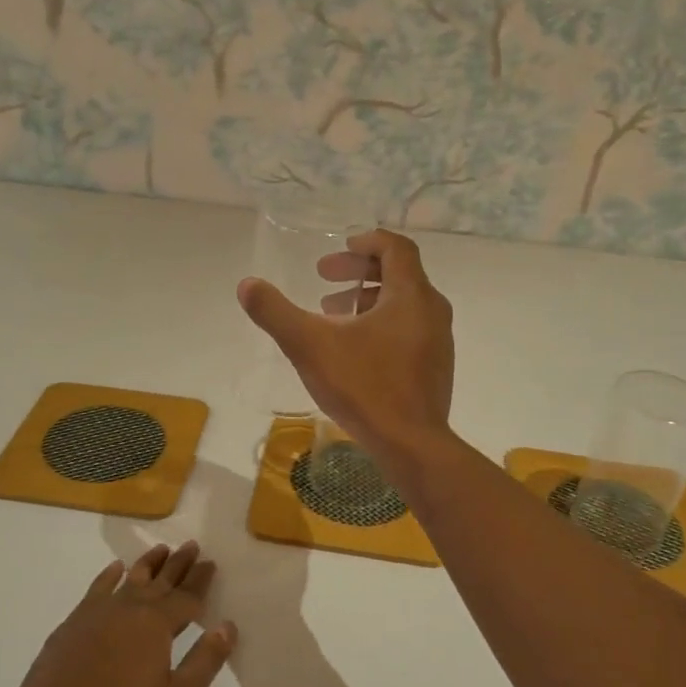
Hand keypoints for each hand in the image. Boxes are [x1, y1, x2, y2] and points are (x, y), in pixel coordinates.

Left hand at [0, 543, 235, 686]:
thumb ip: (204, 662)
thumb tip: (227, 626)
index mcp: (156, 626)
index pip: (186, 597)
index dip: (200, 580)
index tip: (210, 563)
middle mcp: (128, 609)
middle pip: (160, 581)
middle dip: (178, 564)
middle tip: (191, 546)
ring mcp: (96, 615)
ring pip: (129, 580)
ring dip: (147, 564)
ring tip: (160, 549)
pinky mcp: (71, 626)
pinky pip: (96, 589)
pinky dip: (109, 577)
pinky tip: (115, 570)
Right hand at [237, 228, 454, 465]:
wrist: (411, 445)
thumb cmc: (364, 387)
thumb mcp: (310, 345)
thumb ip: (276, 312)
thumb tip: (247, 285)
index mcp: (411, 295)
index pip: (395, 247)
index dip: (367, 240)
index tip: (340, 246)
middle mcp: (432, 310)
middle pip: (399, 273)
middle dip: (359, 270)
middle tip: (324, 277)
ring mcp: (438, 341)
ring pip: (404, 304)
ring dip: (367, 299)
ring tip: (331, 313)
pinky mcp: (435, 367)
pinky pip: (409, 329)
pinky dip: (381, 324)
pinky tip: (354, 350)